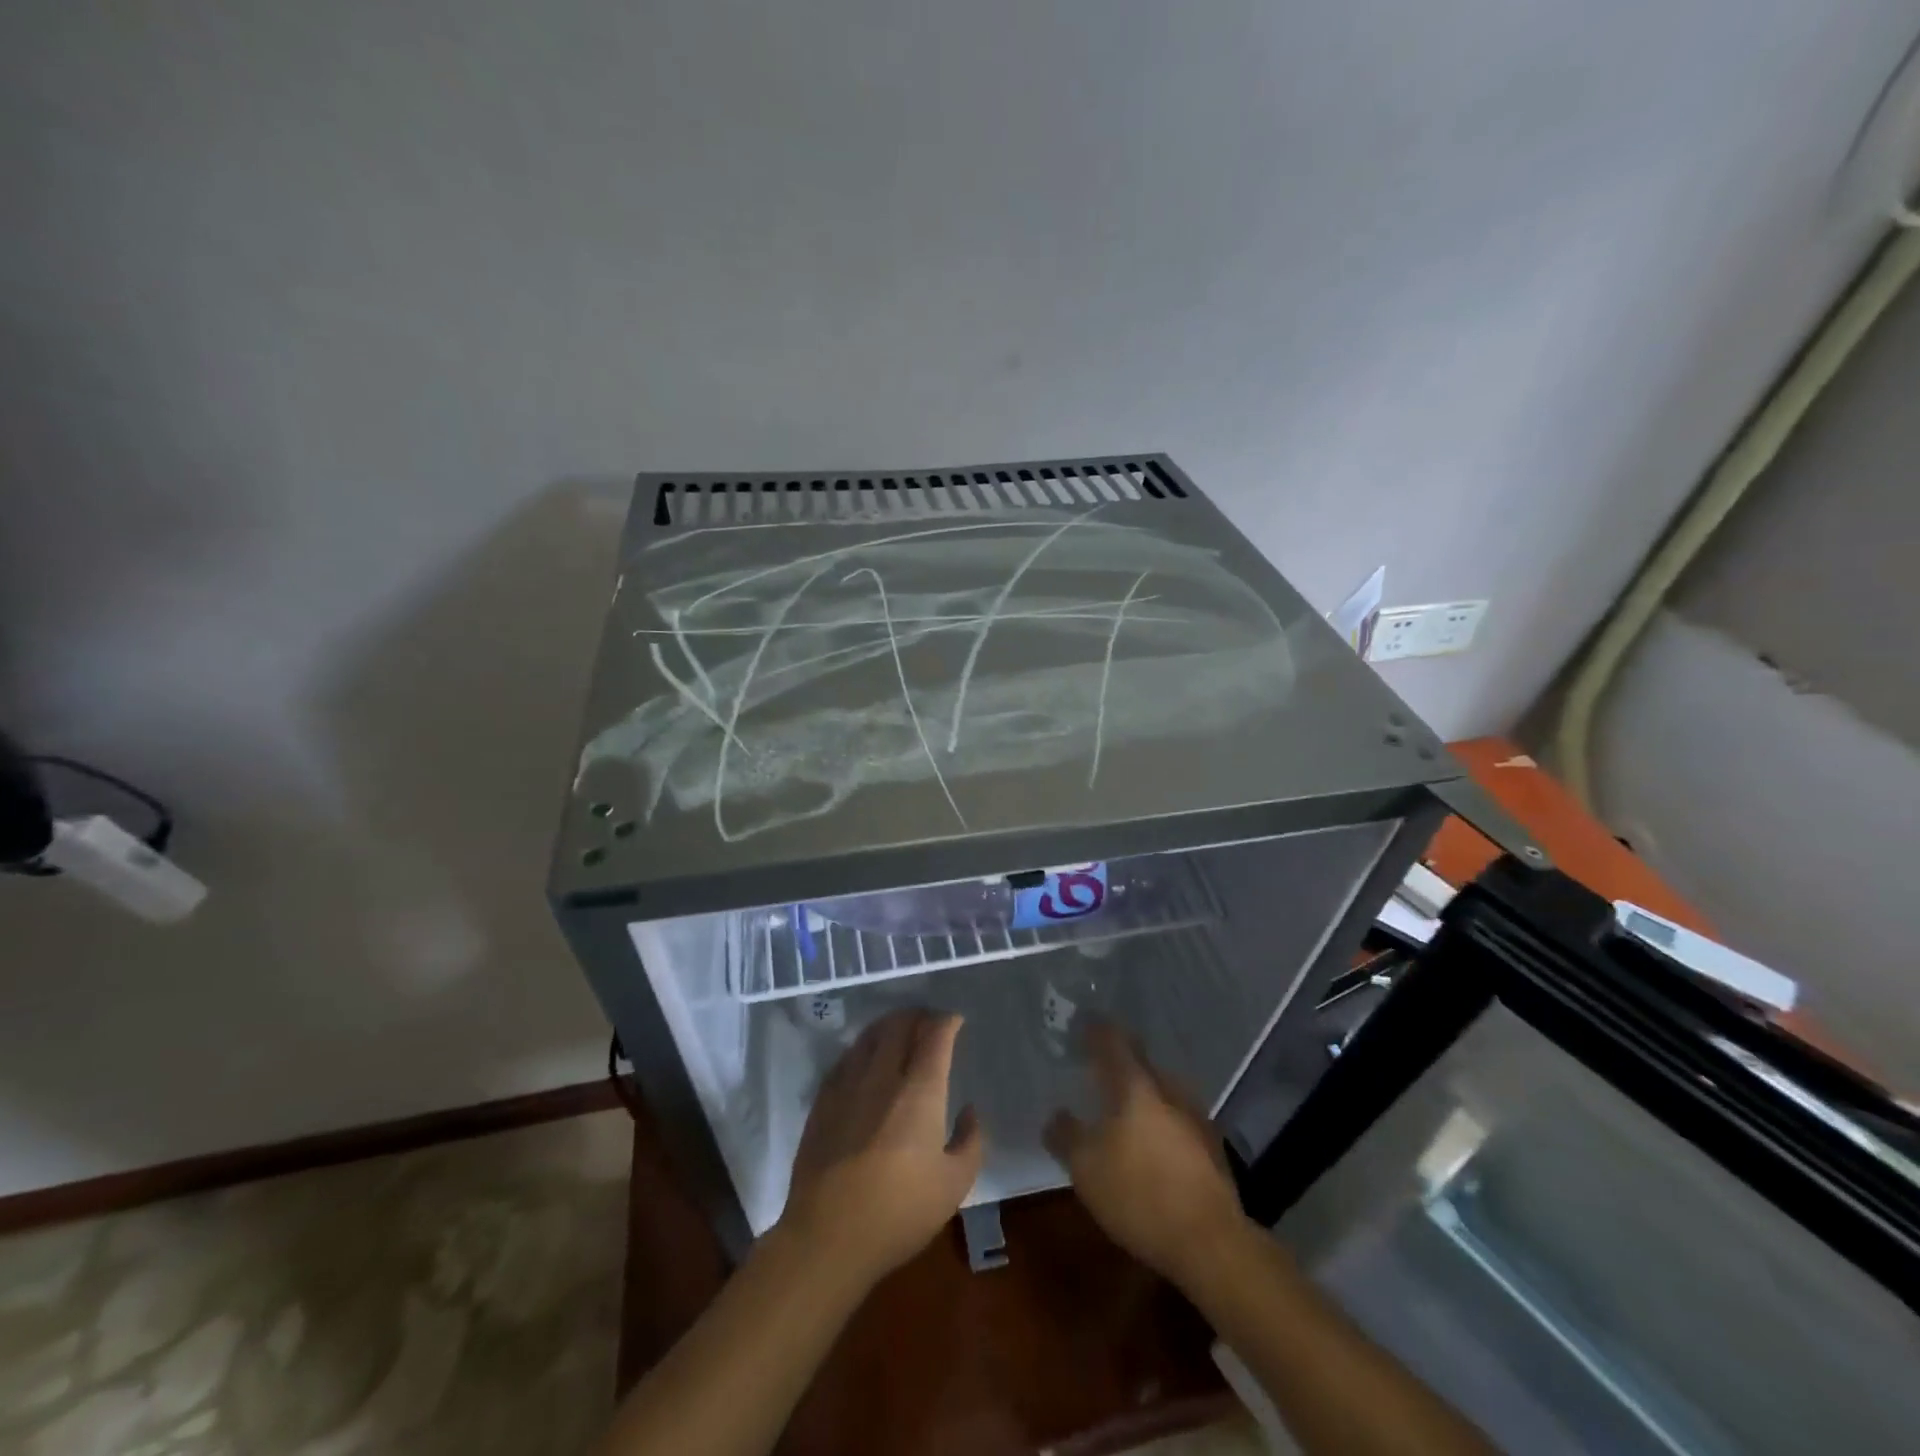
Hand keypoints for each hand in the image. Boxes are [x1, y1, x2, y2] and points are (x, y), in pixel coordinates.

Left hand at [780, 1008, 984, 1288]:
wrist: (827, 1237)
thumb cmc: (899, 1213)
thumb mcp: (954, 1186)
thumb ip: (970, 1142)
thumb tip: (969, 1111)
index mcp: (920, 1091)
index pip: (935, 1035)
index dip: (947, 1021)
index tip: (955, 1021)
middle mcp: (883, 1076)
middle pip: (899, 1025)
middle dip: (917, 1015)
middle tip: (929, 1022)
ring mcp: (848, 1085)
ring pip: (869, 1036)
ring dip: (888, 1026)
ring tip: (899, 1031)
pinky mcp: (823, 1101)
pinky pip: (846, 1058)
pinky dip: (862, 1048)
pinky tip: (865, 1059)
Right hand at [1045, 1020, 1247, 1285]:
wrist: (1210, 1242)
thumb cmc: (1139, 1194)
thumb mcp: (1085, 1168)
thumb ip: (1066, 1136)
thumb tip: (1056, 1116)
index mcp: (1135, 1085)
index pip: (1112, 1042)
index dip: (1096, 1031)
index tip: (1083, 1024)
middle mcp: (1167, 1090)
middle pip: (1142, 1062)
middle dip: (1121, 1059)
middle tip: (1099, 1062)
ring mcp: (1195, 1117)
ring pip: (1162, 1089)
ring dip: (1143, 1090)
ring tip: (1124, 1101)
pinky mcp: (1211, 1147)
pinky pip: (1177, 1117)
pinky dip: (1161, 1118)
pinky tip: (1152, 1138)